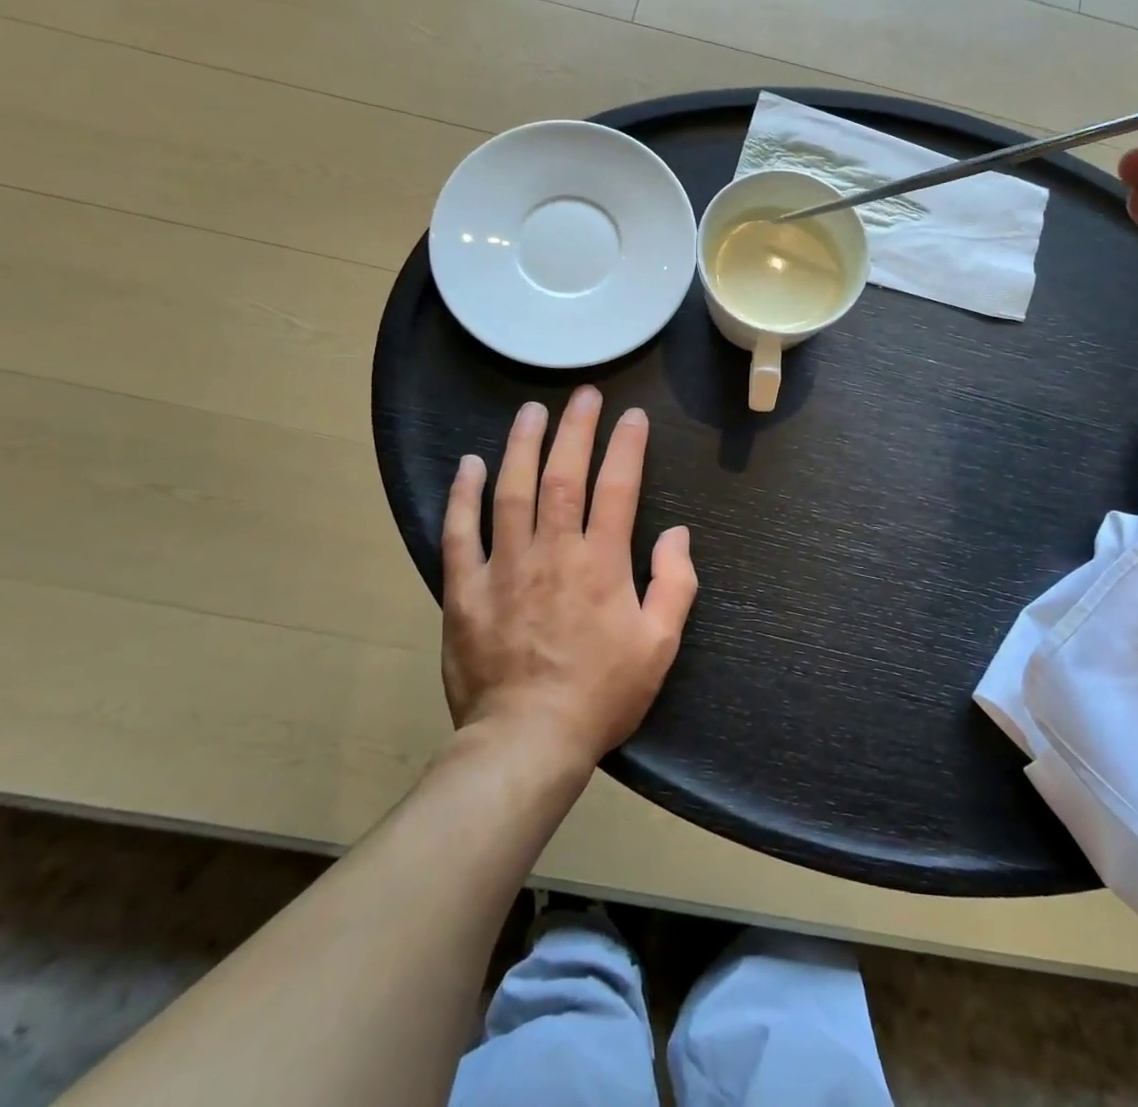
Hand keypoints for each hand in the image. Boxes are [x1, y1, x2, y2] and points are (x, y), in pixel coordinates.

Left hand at [441, 388, 696, 763]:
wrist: (527, 741)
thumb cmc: (601, 694)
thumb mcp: (659, 646)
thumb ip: (675, 584)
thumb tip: (677, 534)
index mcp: (602, 563)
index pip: (618, 487)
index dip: (627, 446)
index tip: (632, 416)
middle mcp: (553, 552)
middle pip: (563, 475)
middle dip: (576, 429)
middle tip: (583, 395)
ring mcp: (504, 567)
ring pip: (511, 491)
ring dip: (522, 445)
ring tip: (530, 411)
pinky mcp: (465, 589)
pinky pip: (460, 533)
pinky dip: (463, 495)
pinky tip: (469, 465)